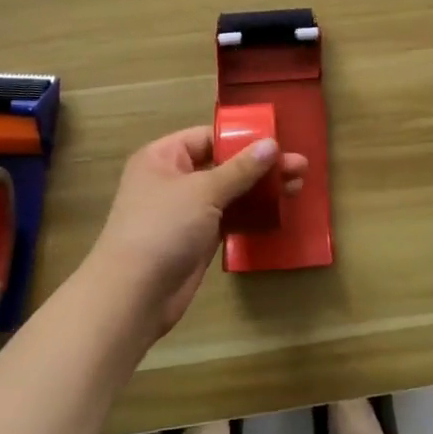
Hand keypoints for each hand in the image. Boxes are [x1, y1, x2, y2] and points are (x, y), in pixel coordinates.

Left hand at [89, 126, 308, 337]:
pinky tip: (279, 209)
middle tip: (300, 166)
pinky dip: (252, 213)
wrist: (132, 296)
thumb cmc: (162, 229)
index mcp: (163, 157)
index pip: (208, 137)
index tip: (278, 140)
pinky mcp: (197, 238)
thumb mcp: (203, 192)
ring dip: (261, 189)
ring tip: (298, 186)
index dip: (243, 138)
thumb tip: (272, 144)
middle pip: (224, 164)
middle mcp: (174, 179)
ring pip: (230, 192)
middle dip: (261, 165)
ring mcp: (186, 210)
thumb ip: (240, 169)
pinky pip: (229, 217)